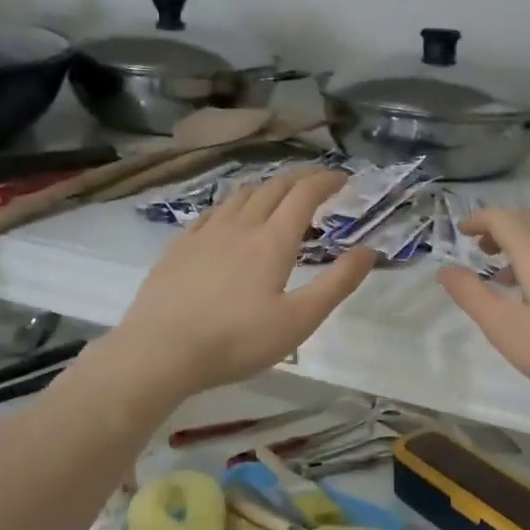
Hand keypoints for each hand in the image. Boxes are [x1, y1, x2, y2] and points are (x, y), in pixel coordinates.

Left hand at [108, 170, 374, 401]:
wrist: (160, 351)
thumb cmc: (237, 340)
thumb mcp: (299, 320)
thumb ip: (337, 283)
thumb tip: (369, 251)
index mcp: (272, 241)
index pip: (304, 195)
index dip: (326, 181)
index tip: (344, 178)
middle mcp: (240, 227)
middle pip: (273, 188)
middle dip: (299, 179)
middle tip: (317, 183)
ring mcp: (205, 234)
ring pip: (240, 195)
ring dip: (266, 187)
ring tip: (278, 194)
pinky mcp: (179, 247)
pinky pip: (212, 212)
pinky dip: (233, 204)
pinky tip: (230, 216)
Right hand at [437, 207, 529, 420]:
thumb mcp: (506, 329)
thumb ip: (472, 296)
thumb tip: (444, 269)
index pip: (504, 218)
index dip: (478, 219)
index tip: (460, 233)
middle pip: (528, 222)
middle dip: (499, 229)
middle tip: (478, 249)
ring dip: (521, 245)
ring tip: (502, 274)